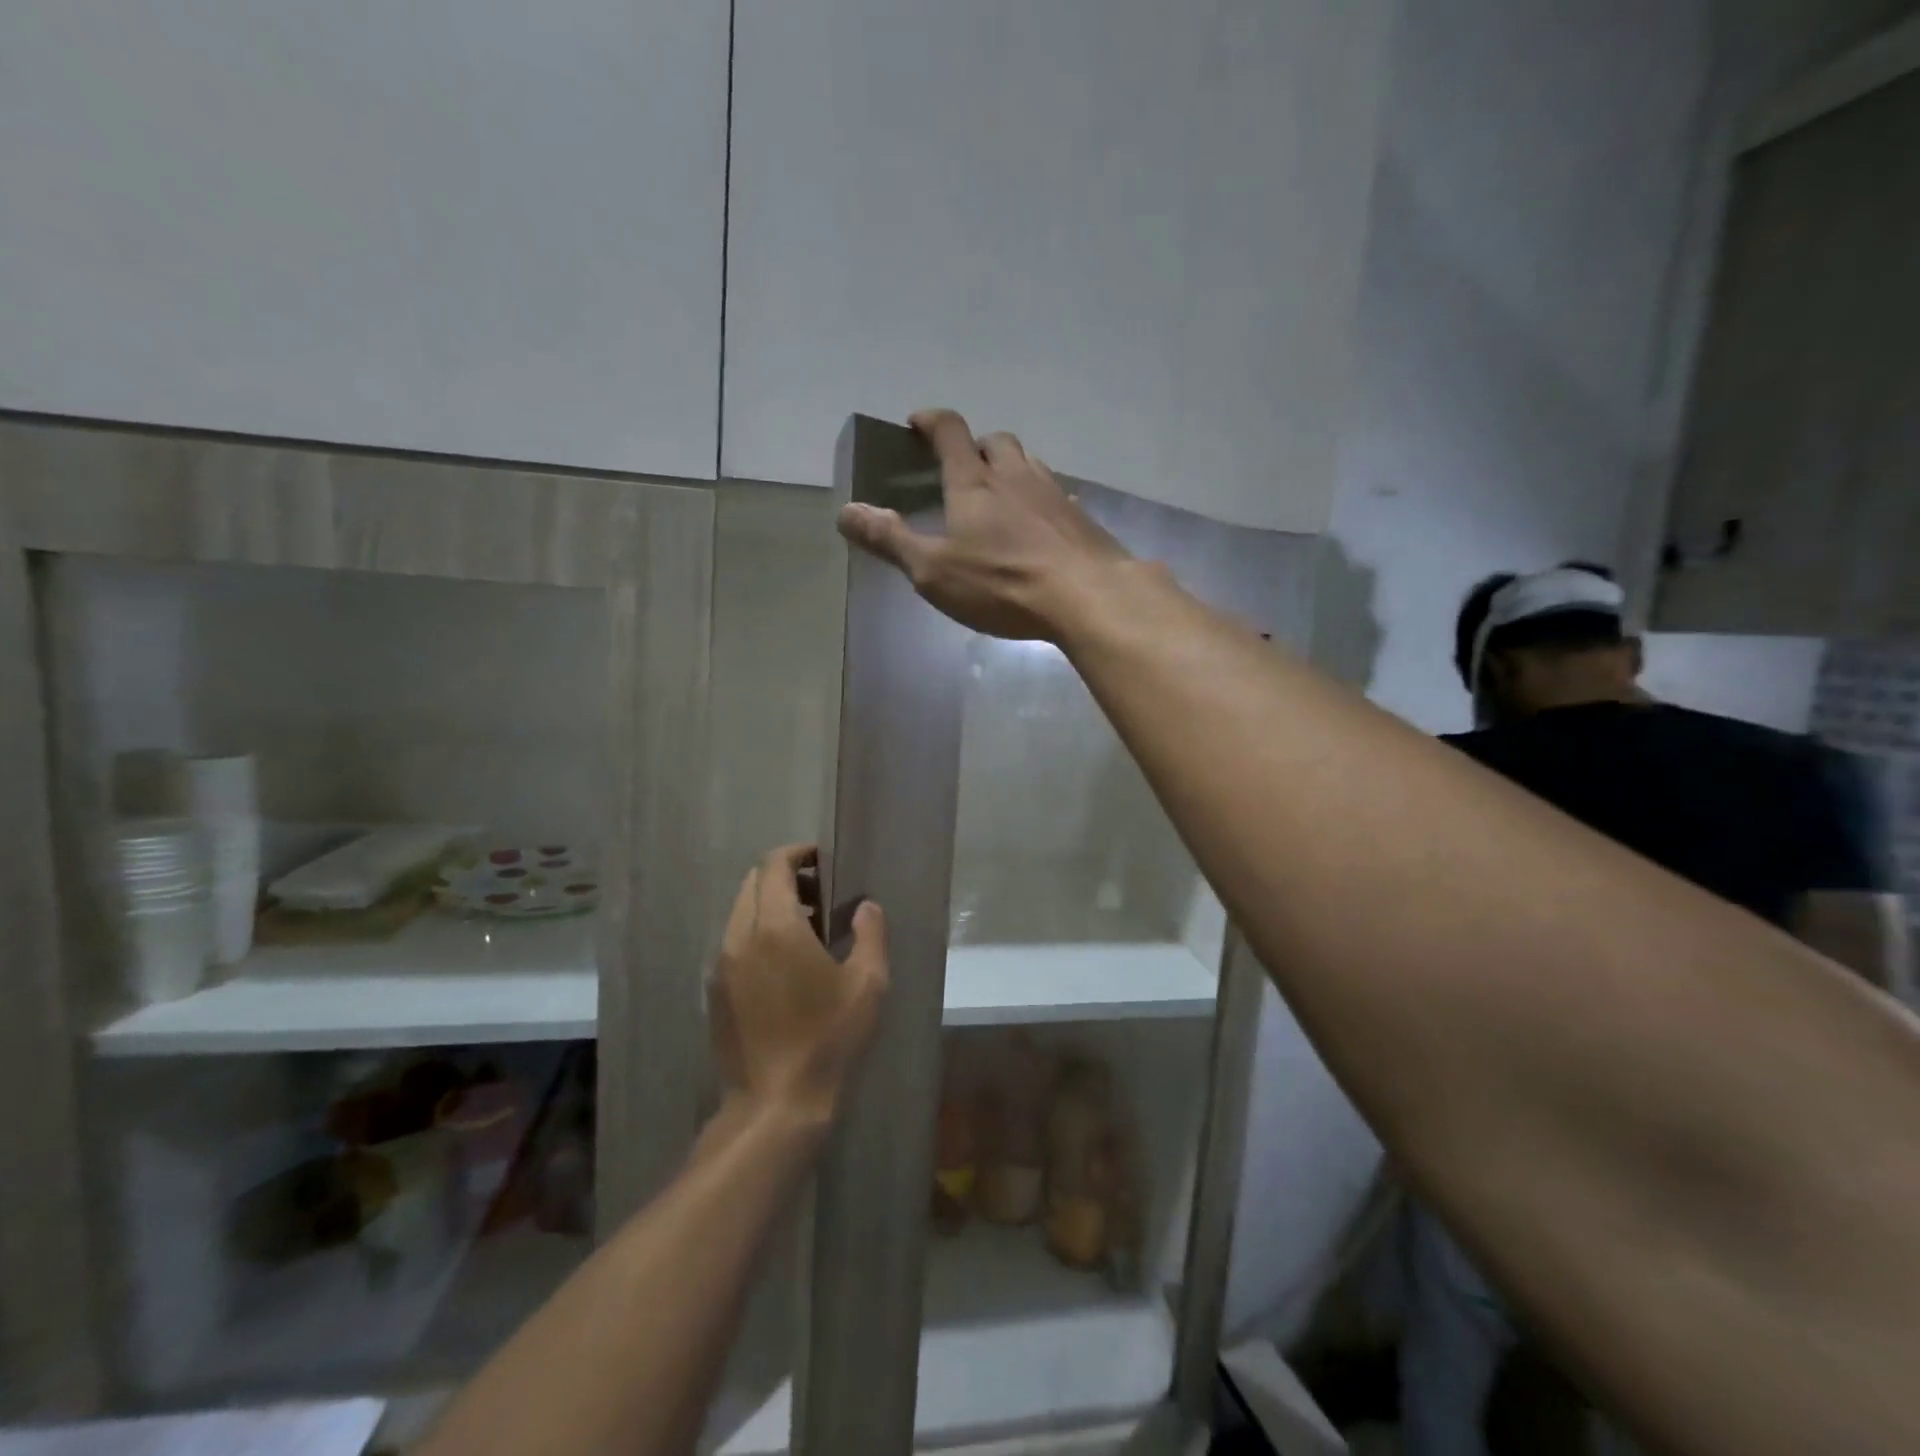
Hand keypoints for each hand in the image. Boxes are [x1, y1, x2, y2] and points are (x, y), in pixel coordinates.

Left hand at [710, 845, 888, 1126]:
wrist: (775, 1104)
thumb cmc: (827, 1038)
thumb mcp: (867, 984)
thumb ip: (870, 933)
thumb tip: (864, 906)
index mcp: (776, 927)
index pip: (774, 866)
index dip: (797, 854)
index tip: (821, 861)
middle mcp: (740, 936)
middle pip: (753, 883)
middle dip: (784, 878)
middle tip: (820, 897)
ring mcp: (721, 964)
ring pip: (740, 912)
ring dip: (770, 907)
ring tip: (805, 932)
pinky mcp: (714, 990)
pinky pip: (733, 941)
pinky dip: (756, 933)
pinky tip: (783, 965)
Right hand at [837, 408, 1133, 640]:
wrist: (1087, 596)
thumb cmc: (1002, 583)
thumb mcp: (933, 570)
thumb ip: (890, 540)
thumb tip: (846, 511)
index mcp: (974, 483)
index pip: (950, 432)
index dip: (931, 421)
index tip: (917, 423)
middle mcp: (1015, 476)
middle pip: (997, 441)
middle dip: (976, 445)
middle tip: (963, 466)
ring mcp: (1054, 494)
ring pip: (1030, 463)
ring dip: (1011, 467)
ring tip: (1000, 492)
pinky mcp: (1081, 518)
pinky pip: (1058, 495)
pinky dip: (1042, 499)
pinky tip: (1042, 522)